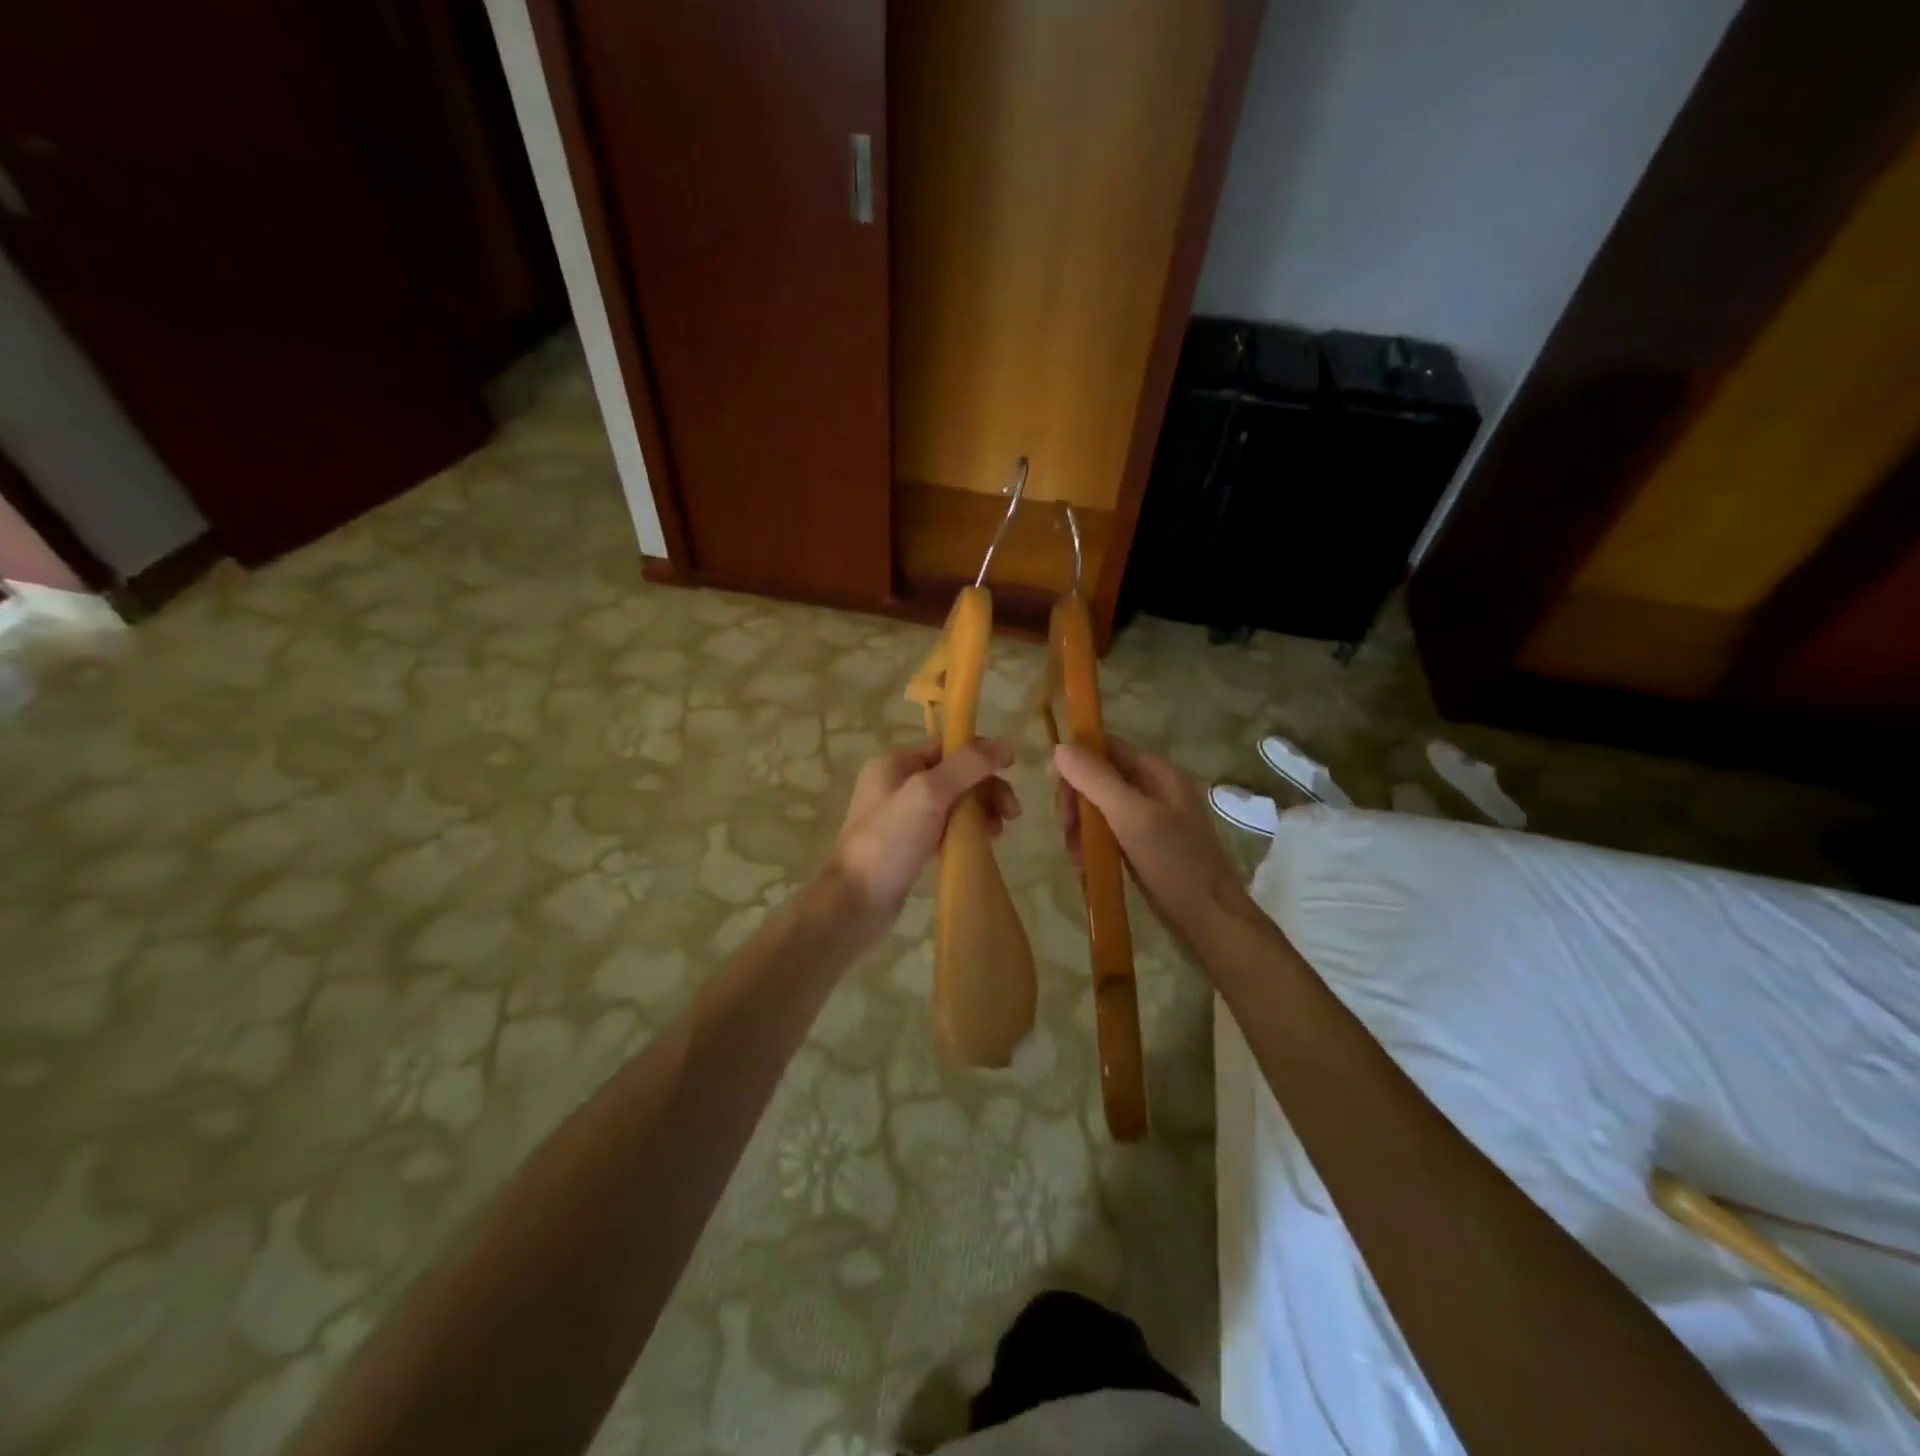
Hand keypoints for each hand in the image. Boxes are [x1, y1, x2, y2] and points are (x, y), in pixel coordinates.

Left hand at [826, 739, 1019, 942]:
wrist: (855, 903)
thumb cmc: (889, 842)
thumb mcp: (928, 794)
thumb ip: (967, 766)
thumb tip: (1007, 742)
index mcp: (896, 762)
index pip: (949, 745)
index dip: (982, 755)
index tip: (1013, 772)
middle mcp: (897, 783)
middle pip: (956, 774)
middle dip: (986, 789)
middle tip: (1012, 813)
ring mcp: (902, 815)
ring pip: (954, 802)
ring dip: (981, 811)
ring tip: (997, 833)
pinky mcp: (909, 844)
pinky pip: (946, 827)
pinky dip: (966, 831)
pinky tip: (981, 844)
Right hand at [1052, 737, 1251, 942]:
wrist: (1211, 922)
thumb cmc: (1175, 864)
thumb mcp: (1132, 817)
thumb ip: (1096, 780)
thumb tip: (1060, 748)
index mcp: (1159, 774)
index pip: (1109, 748)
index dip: (1078, 759)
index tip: (1053, 785)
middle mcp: (1155, 791)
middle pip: (1100, 779)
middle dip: (1077, 801)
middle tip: (1065, 829)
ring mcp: (1151, 821)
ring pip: (1100, 810)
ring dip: (1081, 828)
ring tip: (1077, 856)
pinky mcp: (1145, 848)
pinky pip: (1108, 835)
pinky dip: (1093, 847)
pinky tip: (1086, 867)